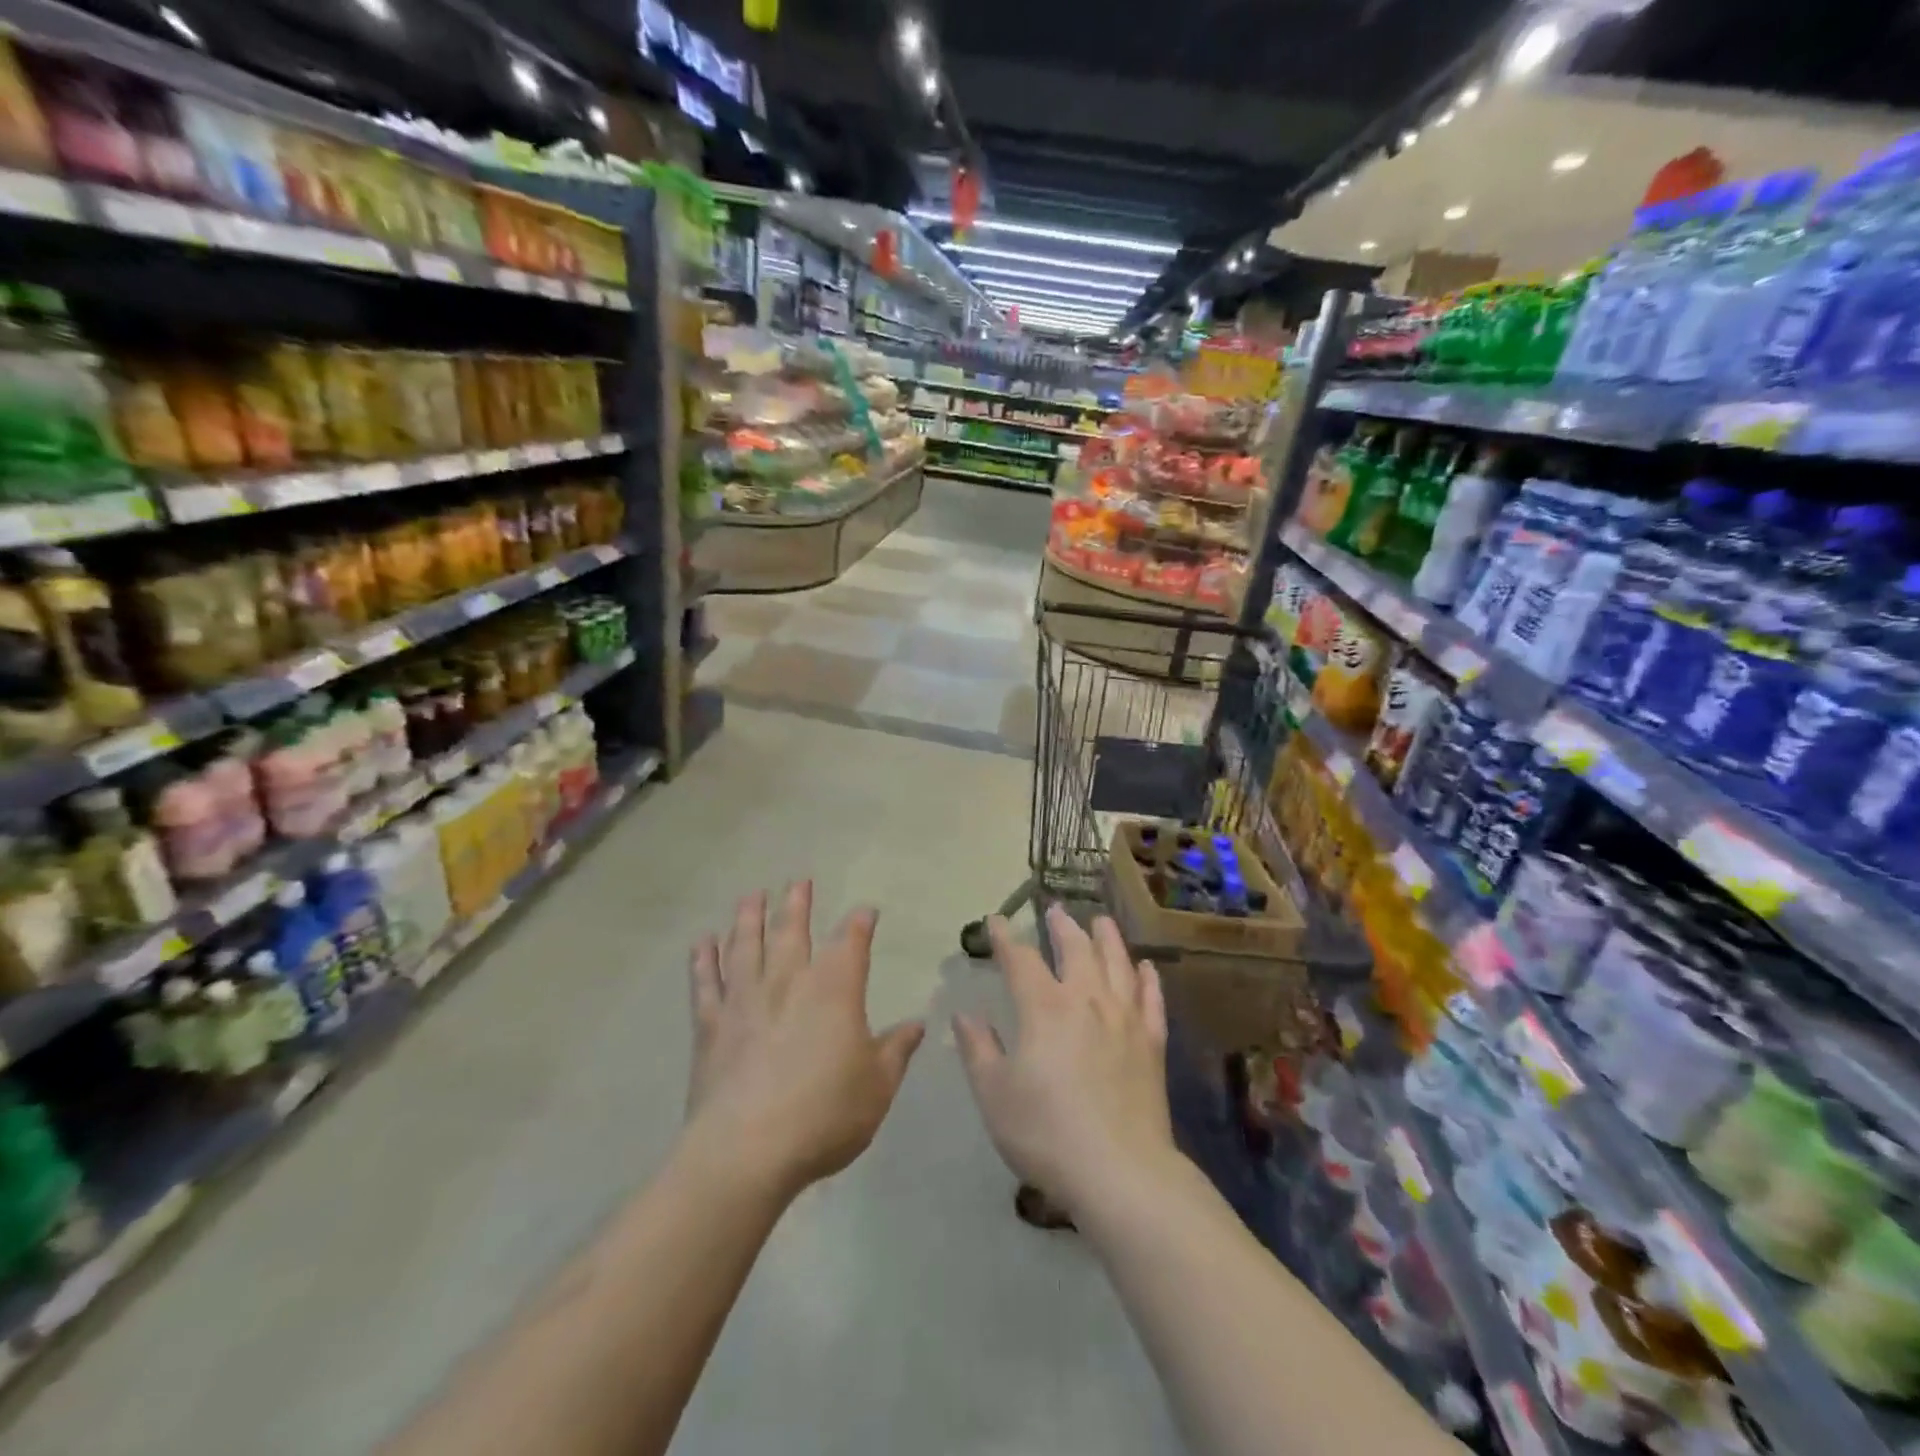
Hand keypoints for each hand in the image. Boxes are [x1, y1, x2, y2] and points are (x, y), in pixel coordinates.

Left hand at [685, 884, 924, 1200]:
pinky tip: (702, 941)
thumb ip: (896, 1050)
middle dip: (798, 904)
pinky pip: (705, 982)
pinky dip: (703, 959)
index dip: (860, 923)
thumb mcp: (877, 1086)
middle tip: (799, 881)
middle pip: (792, 931)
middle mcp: (788, 982)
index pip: (852, 943)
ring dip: (749, 917)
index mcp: (834, 990)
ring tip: (751, 895)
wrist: (746, 1150)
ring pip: (746, 946)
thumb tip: (917, 1024)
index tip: (866, 911)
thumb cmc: (824, 1115)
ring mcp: (745, 1000)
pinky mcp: (711, 1025)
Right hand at [953, 907, 1173, 1215]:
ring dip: (1107, 938)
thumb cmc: (1046, 1132)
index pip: (1020, 959)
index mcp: (1044, 1008)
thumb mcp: (994, 1094)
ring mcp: (1124, 1019)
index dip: (1006, 937)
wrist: (1120, 1171)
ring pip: (1117, 963)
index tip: (996, 920)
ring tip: (1101, 921)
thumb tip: (964, 1015)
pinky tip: (1146, 968)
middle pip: (1076, 948)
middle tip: (1055, 909)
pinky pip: (1151, 1000)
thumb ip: (978, 1050)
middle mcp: (1086, 1000)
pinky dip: (1148, 979)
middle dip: (1062, 926)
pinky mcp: (1151, 1043)